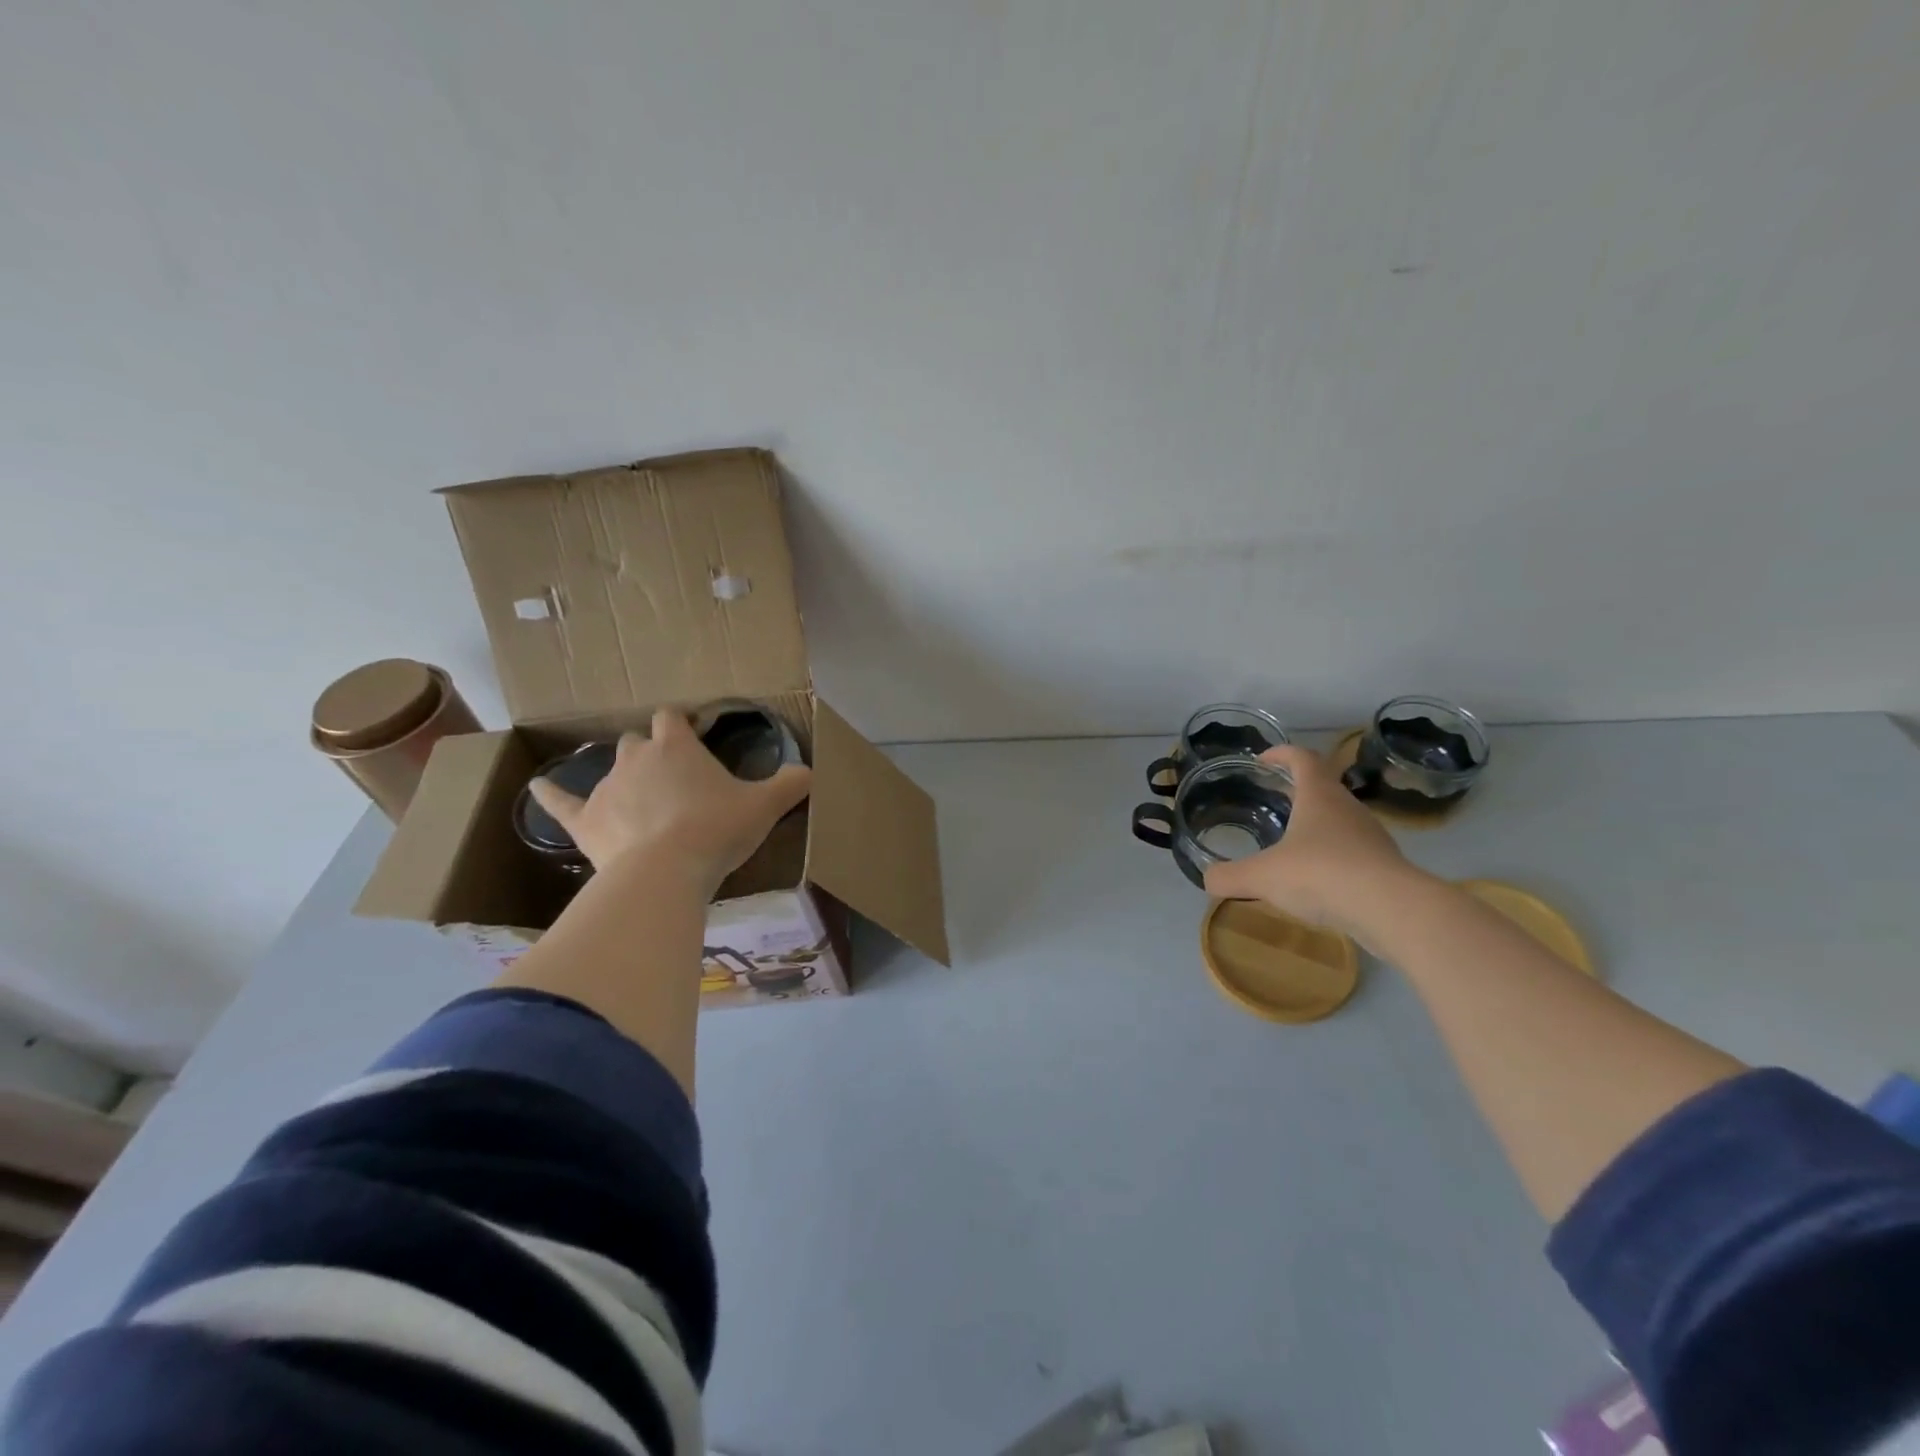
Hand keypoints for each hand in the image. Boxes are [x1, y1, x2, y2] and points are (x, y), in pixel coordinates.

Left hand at [528, 709, 810, 892]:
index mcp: (677, 747)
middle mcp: (636, 757)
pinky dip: (549, 796)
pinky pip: (560, 803)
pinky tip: (536, 789)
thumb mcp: (763, 807)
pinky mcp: (584, 820)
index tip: (694, 735)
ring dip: (624, 780)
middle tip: (673, 781)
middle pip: (638, 741)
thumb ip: (790, 785)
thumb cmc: (716, 830)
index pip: (674, 717)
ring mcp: (606, 788)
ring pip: (609, 770)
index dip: (682, 723)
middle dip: (651, 753)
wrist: (665, 872)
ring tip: (640, 804)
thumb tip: (811, 772)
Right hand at [1203, 744, 1421, 935]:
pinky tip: (1316, 880)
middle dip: (1297, 789)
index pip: (1302, 758)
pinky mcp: (1384, 866)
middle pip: (1323, 787)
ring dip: (1316, 824)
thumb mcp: (1262, 876)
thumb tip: (1207, 879)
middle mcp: (1347, 809)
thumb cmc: (1321, 875)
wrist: (1392, 910)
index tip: (1262, 760)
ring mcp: (1371, 837)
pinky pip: (1352, 852)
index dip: (1281, 754)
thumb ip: (1229, 876)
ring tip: (1290, 842)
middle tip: (1273, 799)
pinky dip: (1332, 856)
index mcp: (1318, 796)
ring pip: (1340, 820)